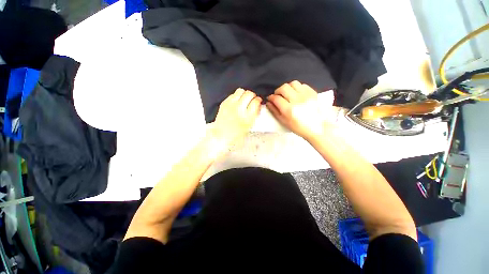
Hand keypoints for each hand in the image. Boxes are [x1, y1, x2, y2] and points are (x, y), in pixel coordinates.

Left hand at [210, 88, 261, 148]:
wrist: (221, 135)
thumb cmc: (236, 133)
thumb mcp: (249, 125)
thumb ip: (255, 114)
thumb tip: (258, 104)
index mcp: (247, 117)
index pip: (256, 102)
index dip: (258, 100)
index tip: (258, 101)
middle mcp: (239, 109)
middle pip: (249, 94)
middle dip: (252, 96)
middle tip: (252, 99)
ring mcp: (230, 105)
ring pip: (240, 91)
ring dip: (244, 94)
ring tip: (244, 99)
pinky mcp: (224, 103)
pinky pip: (232, 94)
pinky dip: (236, 97)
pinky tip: (236, 102)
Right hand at [266, 81, 334, 140]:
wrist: (317, 128)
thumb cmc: (298, 127)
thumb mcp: (283, 121)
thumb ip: (274, 111)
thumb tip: (269, 102)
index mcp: (289, 110)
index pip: (276, 98)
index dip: (271, 97)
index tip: (270, 98)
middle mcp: (297, 100)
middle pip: (284, 88)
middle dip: (278, 91)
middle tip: (277, 95)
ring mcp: (306, 95)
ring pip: (293, 83)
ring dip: (287, 88)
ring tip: (287, 94)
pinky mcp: (313, 93)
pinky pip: (302, 85)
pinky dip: (297, 88)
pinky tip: (296, 94)